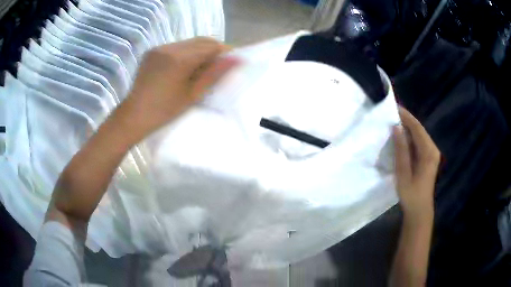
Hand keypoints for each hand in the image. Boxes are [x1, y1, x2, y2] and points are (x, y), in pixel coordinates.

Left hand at [120, 37, 238, 142]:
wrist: (134, 115)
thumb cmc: (165, 110)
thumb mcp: (192, 94)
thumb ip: (214, 74)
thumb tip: (236, 59)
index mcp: (180, 59)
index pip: (211, 46)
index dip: (224, 51)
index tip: (232, 60)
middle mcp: (170, 47)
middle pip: (201, 41)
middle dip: (214, 49)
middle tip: (219, 64)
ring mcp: (159, 48)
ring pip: (188, 42)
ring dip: (200, 50)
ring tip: (202, 66)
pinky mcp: (152, 51)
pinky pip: (175, 46)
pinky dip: (185, 52)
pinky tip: (184, 66)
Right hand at [393, 107, 439, 223]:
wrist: (419, 210)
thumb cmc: (411, 194)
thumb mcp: (403, 172)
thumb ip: (401, 150)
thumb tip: (396, 128)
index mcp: (428, 152)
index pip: (417, 128)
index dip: (406, 116)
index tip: (393, 106)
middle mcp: (432, 149)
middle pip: (419, 129)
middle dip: (406, 120)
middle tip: (391, 112)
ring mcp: (431, 154)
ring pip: (419, 135)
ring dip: (408, 128)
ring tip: (394, 121)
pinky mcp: (428, 158)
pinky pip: (419, 142)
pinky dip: (410, 137)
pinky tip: (401, 136)